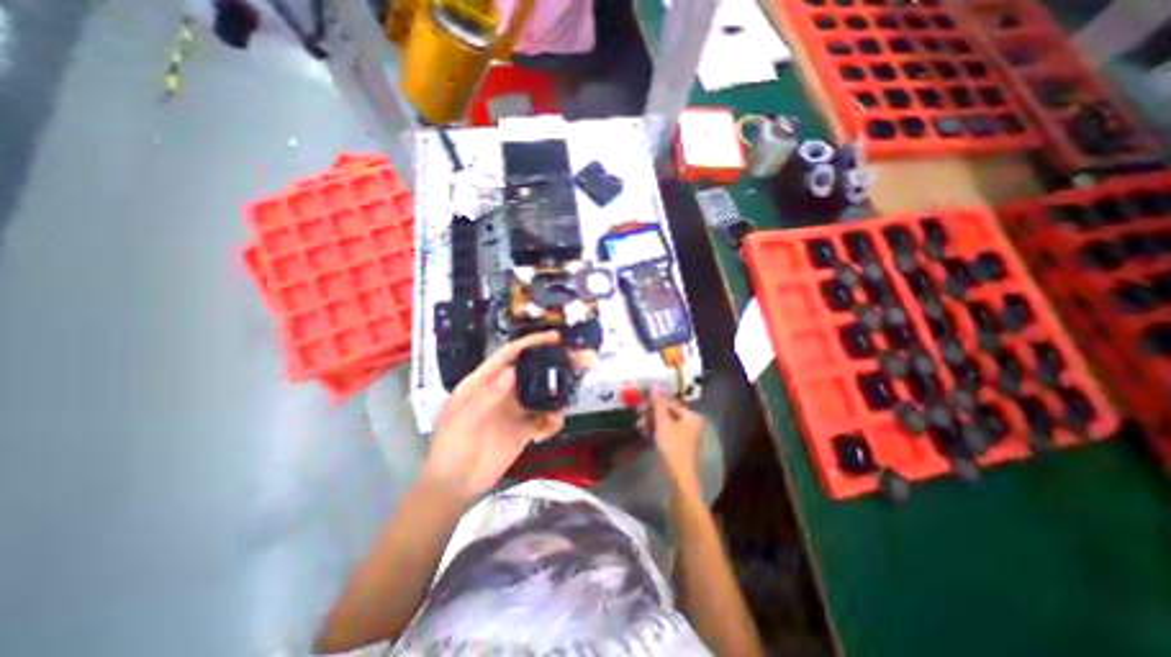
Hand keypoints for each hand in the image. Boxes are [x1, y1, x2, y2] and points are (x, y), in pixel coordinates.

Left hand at [422, 332, 567, 498]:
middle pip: (533, 371)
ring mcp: (515, 409)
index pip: (511, 354)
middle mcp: (503, 390)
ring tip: (562, 406)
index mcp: (485, 380)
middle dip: (556, 364)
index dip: (533, 343)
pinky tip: (546, 432)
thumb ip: (486, 396)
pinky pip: (544, 419)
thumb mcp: (462, 419)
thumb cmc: (450, 447)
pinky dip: (552, 422)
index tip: (556, 337)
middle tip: (580, 362)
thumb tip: (513, 371)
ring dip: (557, 397)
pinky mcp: (524, 429)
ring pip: (543, 394)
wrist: (455, 485)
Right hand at [638, 391, 701, 492]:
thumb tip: (654, 384)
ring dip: (651, 422)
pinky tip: (646, 434)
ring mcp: (686, 434)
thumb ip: (658, 403)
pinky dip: (655, 431)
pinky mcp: (679, 445)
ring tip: (639, 427)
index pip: (670, 402)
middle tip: (637, 416)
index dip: (653, 402)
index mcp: (691, 415)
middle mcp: (691, 422)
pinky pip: (666, 432)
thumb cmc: (673, 448)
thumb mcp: (663, 423)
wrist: (681, 479)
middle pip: (668, 411)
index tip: (638, 405)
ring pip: (665, 422)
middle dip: (651, 413)